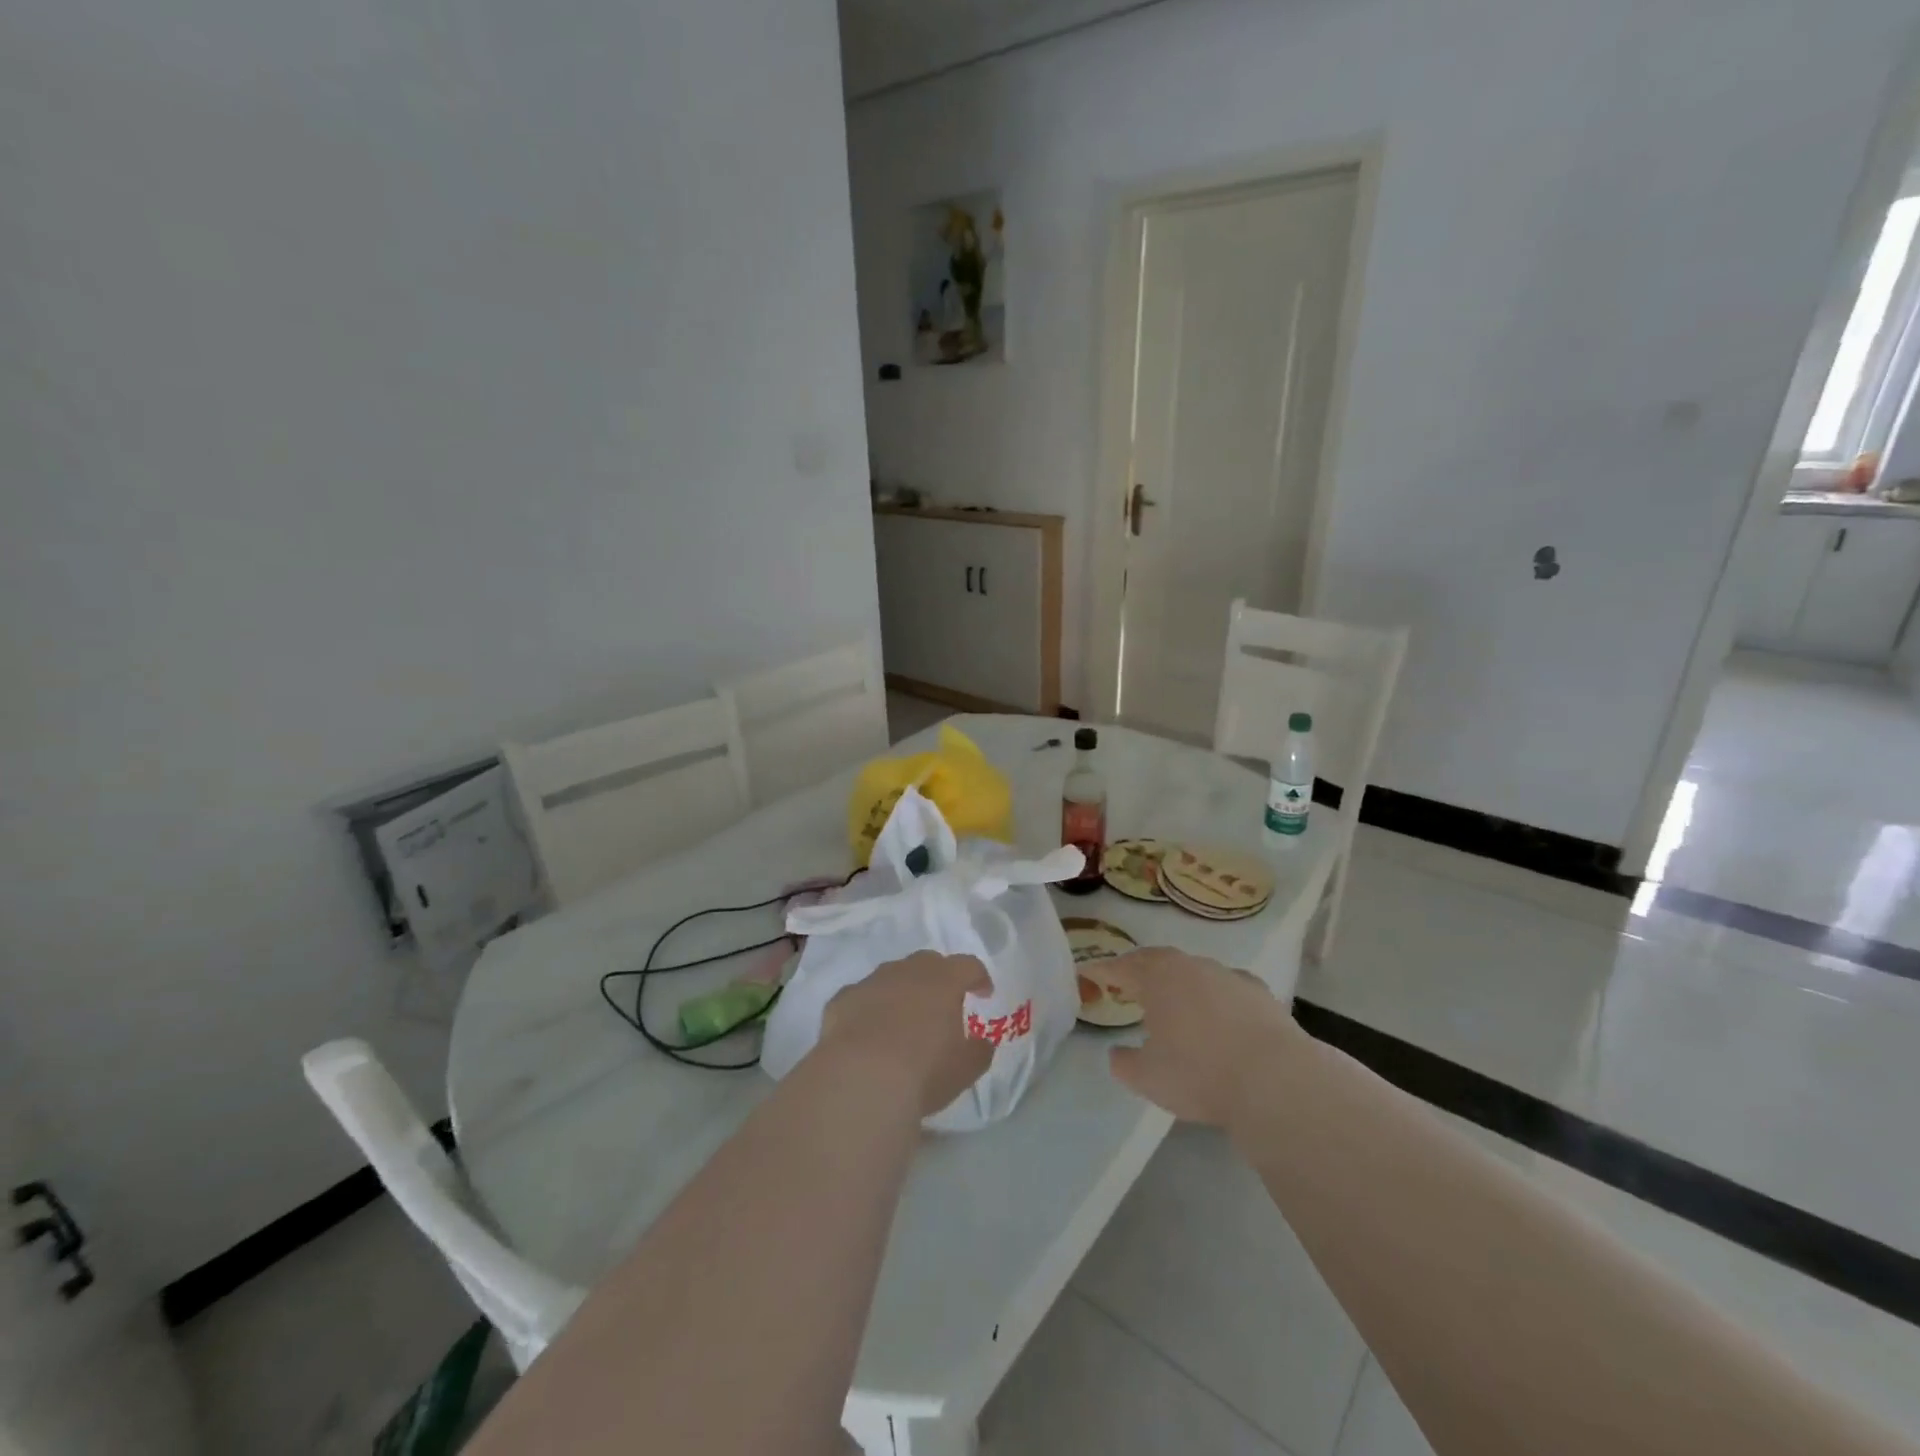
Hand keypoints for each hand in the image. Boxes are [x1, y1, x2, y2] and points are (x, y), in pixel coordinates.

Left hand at [820, 952, 994, 1116]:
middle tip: (943, 1003)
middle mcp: (907, 971)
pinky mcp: (842, 999)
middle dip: (939, 978)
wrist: (859, 1079)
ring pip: (892, 976)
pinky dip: (870, 1008)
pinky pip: (862, 996)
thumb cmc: (923, 1072)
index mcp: (943, 981)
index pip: (968, 965)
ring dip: (902, 991)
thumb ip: (979, 1051)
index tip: (983, 994)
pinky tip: (868, 1032)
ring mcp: (871, 981)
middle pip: (928, 962)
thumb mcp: (965, 1069)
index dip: (979, 977)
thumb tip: (982, 1042)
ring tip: (903, 1020)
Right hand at [1102, 948, 1299, 1126]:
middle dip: (1140, 970)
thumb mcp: (1147, 1078)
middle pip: (1158, 960)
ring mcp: (1229, 976)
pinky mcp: (1261, 994)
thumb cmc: (1199, 1074)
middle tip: (1127, 983)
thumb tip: (1117, 1054)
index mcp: (1157, 978)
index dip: (1102, 971)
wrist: (1276, 1081)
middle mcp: (1191, 966)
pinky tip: (1219, 1016)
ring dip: (1180, 983)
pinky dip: (1216, 997)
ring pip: (1195, 972)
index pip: (1121, 967)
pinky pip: (1228, 988)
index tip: (1087, 974)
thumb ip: (1124, 1063)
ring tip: (1173, 1003)